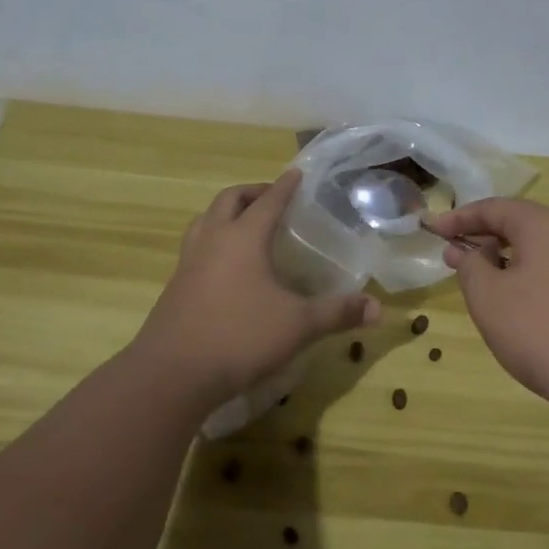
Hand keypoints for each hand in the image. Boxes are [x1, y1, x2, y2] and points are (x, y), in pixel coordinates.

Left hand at [131, 168, 381, 407]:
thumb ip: (337, 313)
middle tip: (272, 198)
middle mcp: (213, 241)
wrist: (172, 374)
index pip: (268, 201)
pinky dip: (213, 242)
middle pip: (229, 200)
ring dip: (225, 214)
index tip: (297, 174)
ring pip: (205, 221)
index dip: (285, 186)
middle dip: (251, 193)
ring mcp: (188, 263)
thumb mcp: (298, 325)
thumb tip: (377, 308)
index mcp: (243, 238)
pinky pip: (195, 248)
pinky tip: (225, 267)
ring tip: (245, 224)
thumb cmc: (239, 337)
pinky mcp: (175, 287)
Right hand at [427, 198, 548, 447]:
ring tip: (491, 286)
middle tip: (458, 260)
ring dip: (514, 260)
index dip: (460, 218)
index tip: (433, 230)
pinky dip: (541, 278)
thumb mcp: (490, 300)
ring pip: (548, 249)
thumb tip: (471, 250)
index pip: (495, 208)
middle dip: (487, 239)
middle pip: (525, 225)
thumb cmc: (544, 334)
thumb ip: (471, 266)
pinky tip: (531, 309)